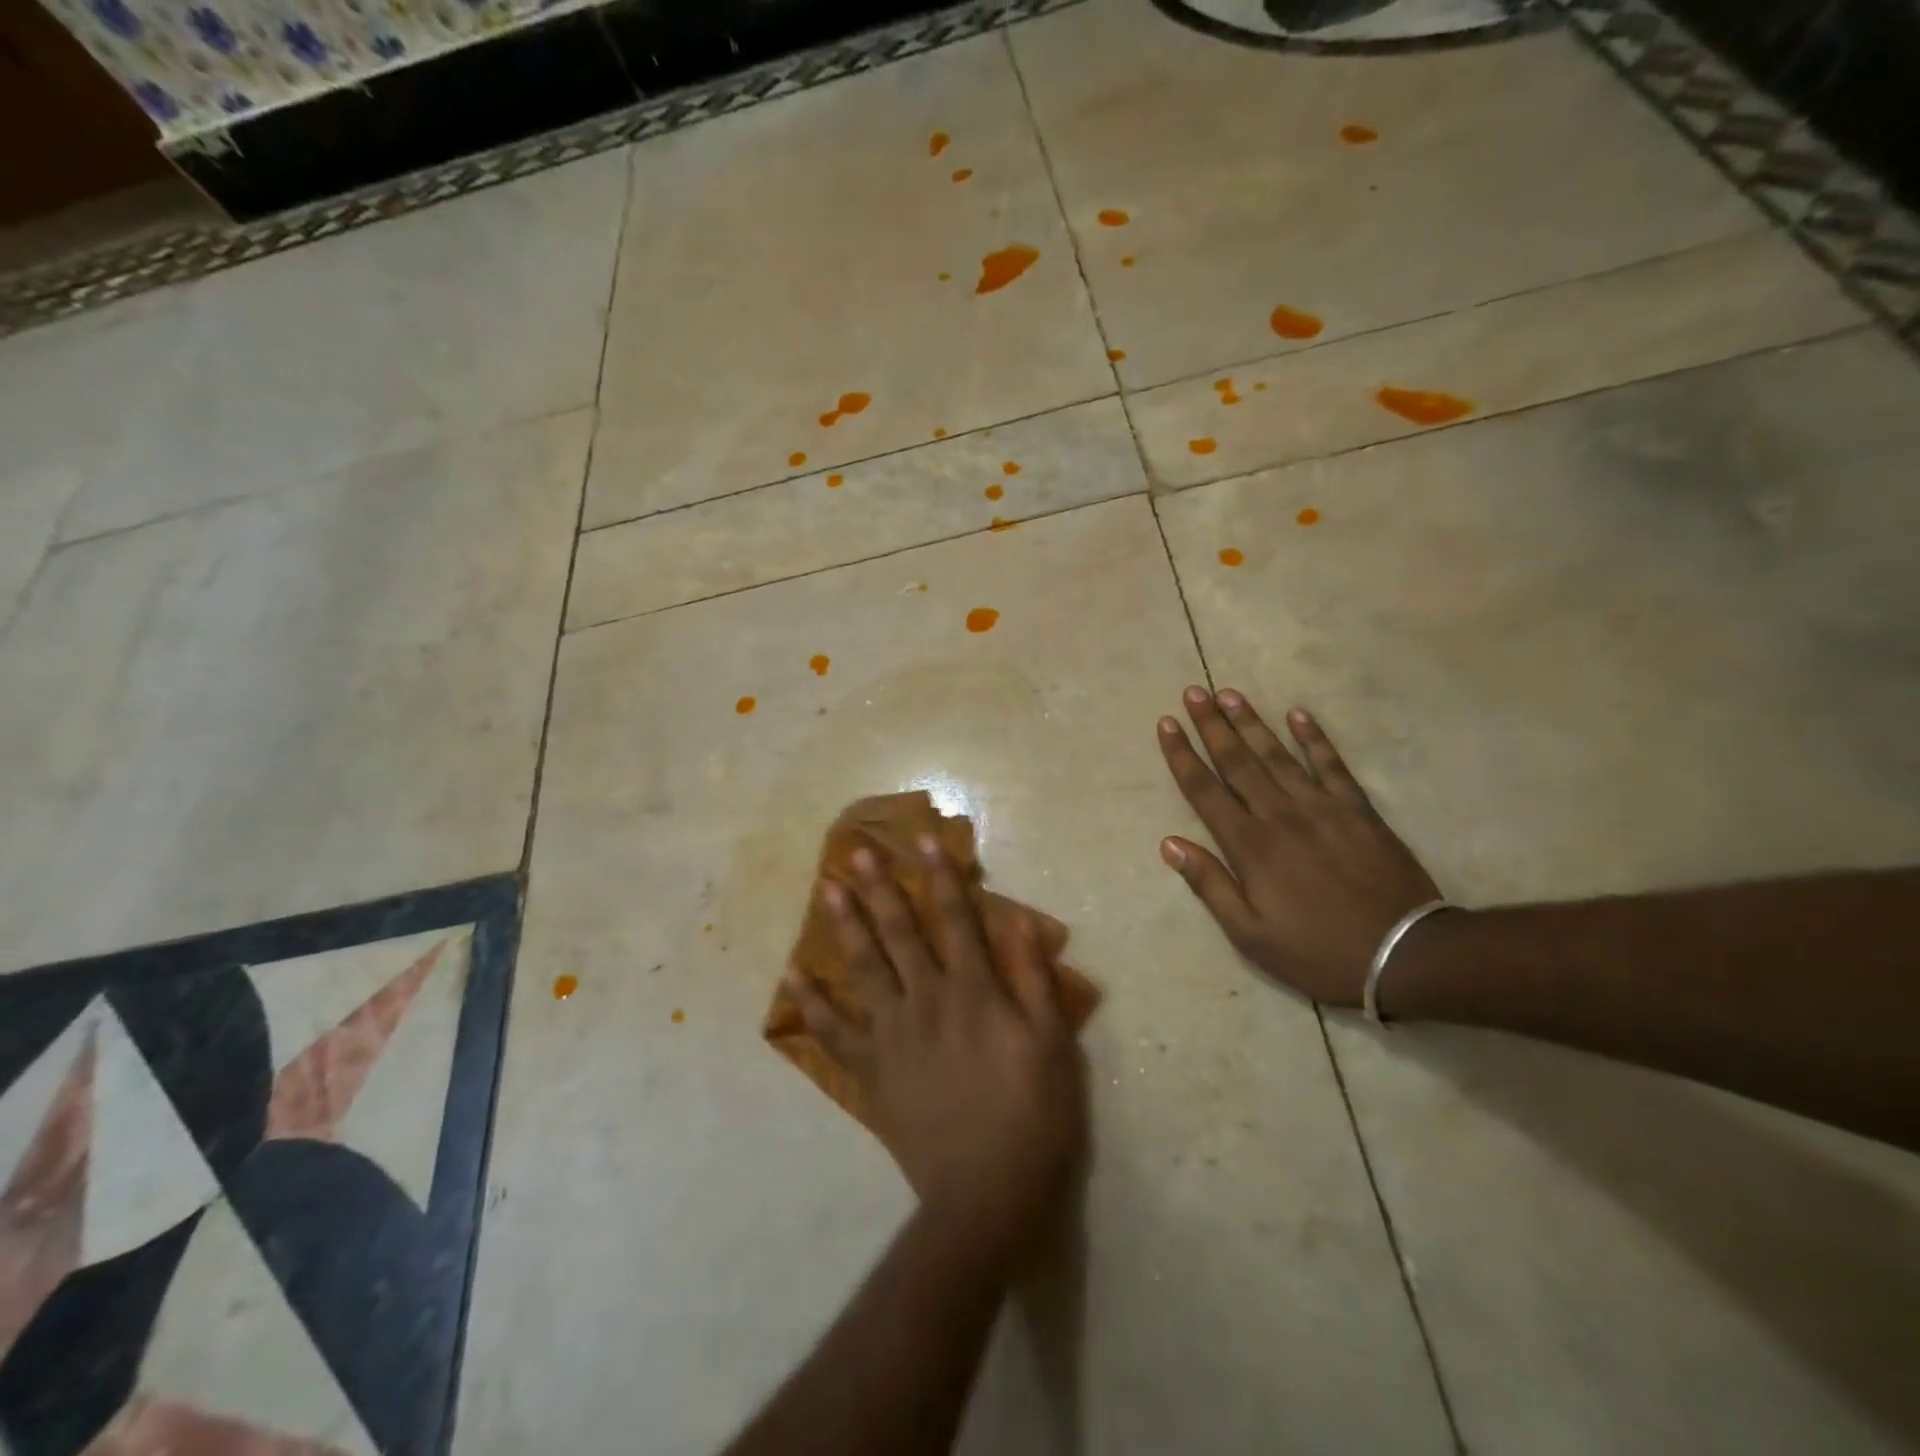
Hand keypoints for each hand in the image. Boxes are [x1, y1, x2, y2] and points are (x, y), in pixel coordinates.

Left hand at [786, 838, 1088, 1261]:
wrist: (986, 1194)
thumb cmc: (1032, 1115)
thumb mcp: (1052, 1043)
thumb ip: (1031, 978)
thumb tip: (1015, 919)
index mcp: (973, 991)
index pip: (955, 918)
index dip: (940, 875)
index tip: (922, 840)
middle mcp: (926, 1000)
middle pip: (900, 933)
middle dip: (880, 888)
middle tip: (856, 851)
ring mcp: (893, 1036)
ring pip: (864, 969)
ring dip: (845, 926)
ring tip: (826, 891)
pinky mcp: (871, 1072)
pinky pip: (836, 1033)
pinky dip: (813, 1004)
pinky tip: (793, 977)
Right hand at [1157, 687, 1440, 1007]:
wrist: (1405, 955)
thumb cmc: (1317, 952)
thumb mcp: (1250, 935)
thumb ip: (1209, 885)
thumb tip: (1169, 843)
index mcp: (1250, 846)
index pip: (1205, 790)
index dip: (1182, 755)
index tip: (1166, 724)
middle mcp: (1280, 815)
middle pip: (1238, 761)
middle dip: (1211, 725)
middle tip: (1194, 691)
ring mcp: (1321, 807)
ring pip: (1277, 754)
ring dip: (1251, 722)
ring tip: (1230, 693)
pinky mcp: (1357, 810)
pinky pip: (1331, 764)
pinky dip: (1314, 738)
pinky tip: (1298, 715)